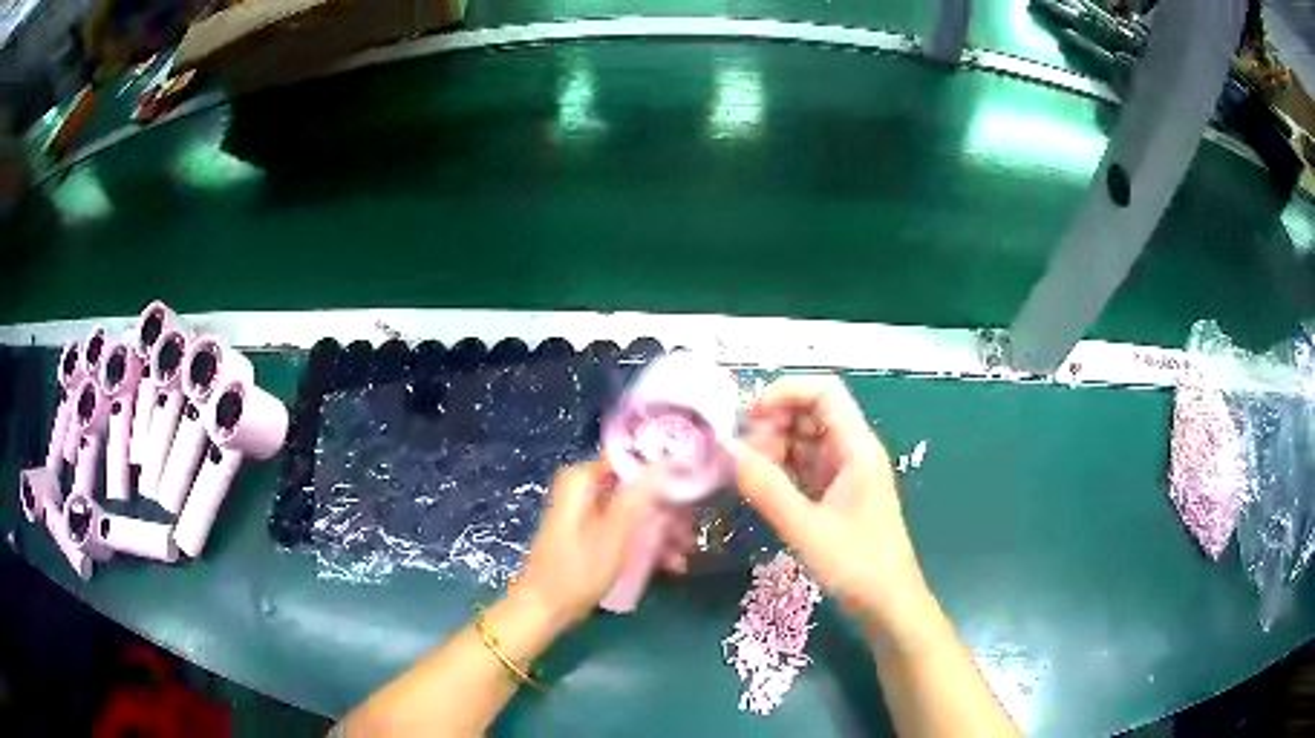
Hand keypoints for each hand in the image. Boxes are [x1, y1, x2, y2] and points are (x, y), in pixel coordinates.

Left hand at [512, 461, 692, 629]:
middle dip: (665, 514)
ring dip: (660, 533)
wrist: (545, 608)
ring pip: (634, 513)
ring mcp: (587, 515)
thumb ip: (639, 495)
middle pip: (636, 491)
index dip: (664, 473)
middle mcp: (584, 491)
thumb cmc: (578, 570)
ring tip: (683, 555)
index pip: (631, 461)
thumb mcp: (614, 533)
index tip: (690, 490)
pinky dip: (644, 544)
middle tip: (688, 534)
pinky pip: (624, 530)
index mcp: (583, 480)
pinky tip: (668, 565)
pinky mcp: (590, 536)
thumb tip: (666, 460)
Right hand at [731, 376, 929, 639]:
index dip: (785, 392)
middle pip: (812, 413)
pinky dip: (781, 471)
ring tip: (745, 474)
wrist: (889, 606)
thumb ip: (766, 487)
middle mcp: (853, 452)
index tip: (747, 416)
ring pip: (805, 441)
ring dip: (774, 448)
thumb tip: (725, 448)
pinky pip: (806, 468)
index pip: (824, 392)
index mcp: (857, 448)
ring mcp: (846, 474)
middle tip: (740, 454)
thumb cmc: (857, 566)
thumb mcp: (806, 528)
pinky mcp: (838, 496)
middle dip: (773, 423)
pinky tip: (759, 487)